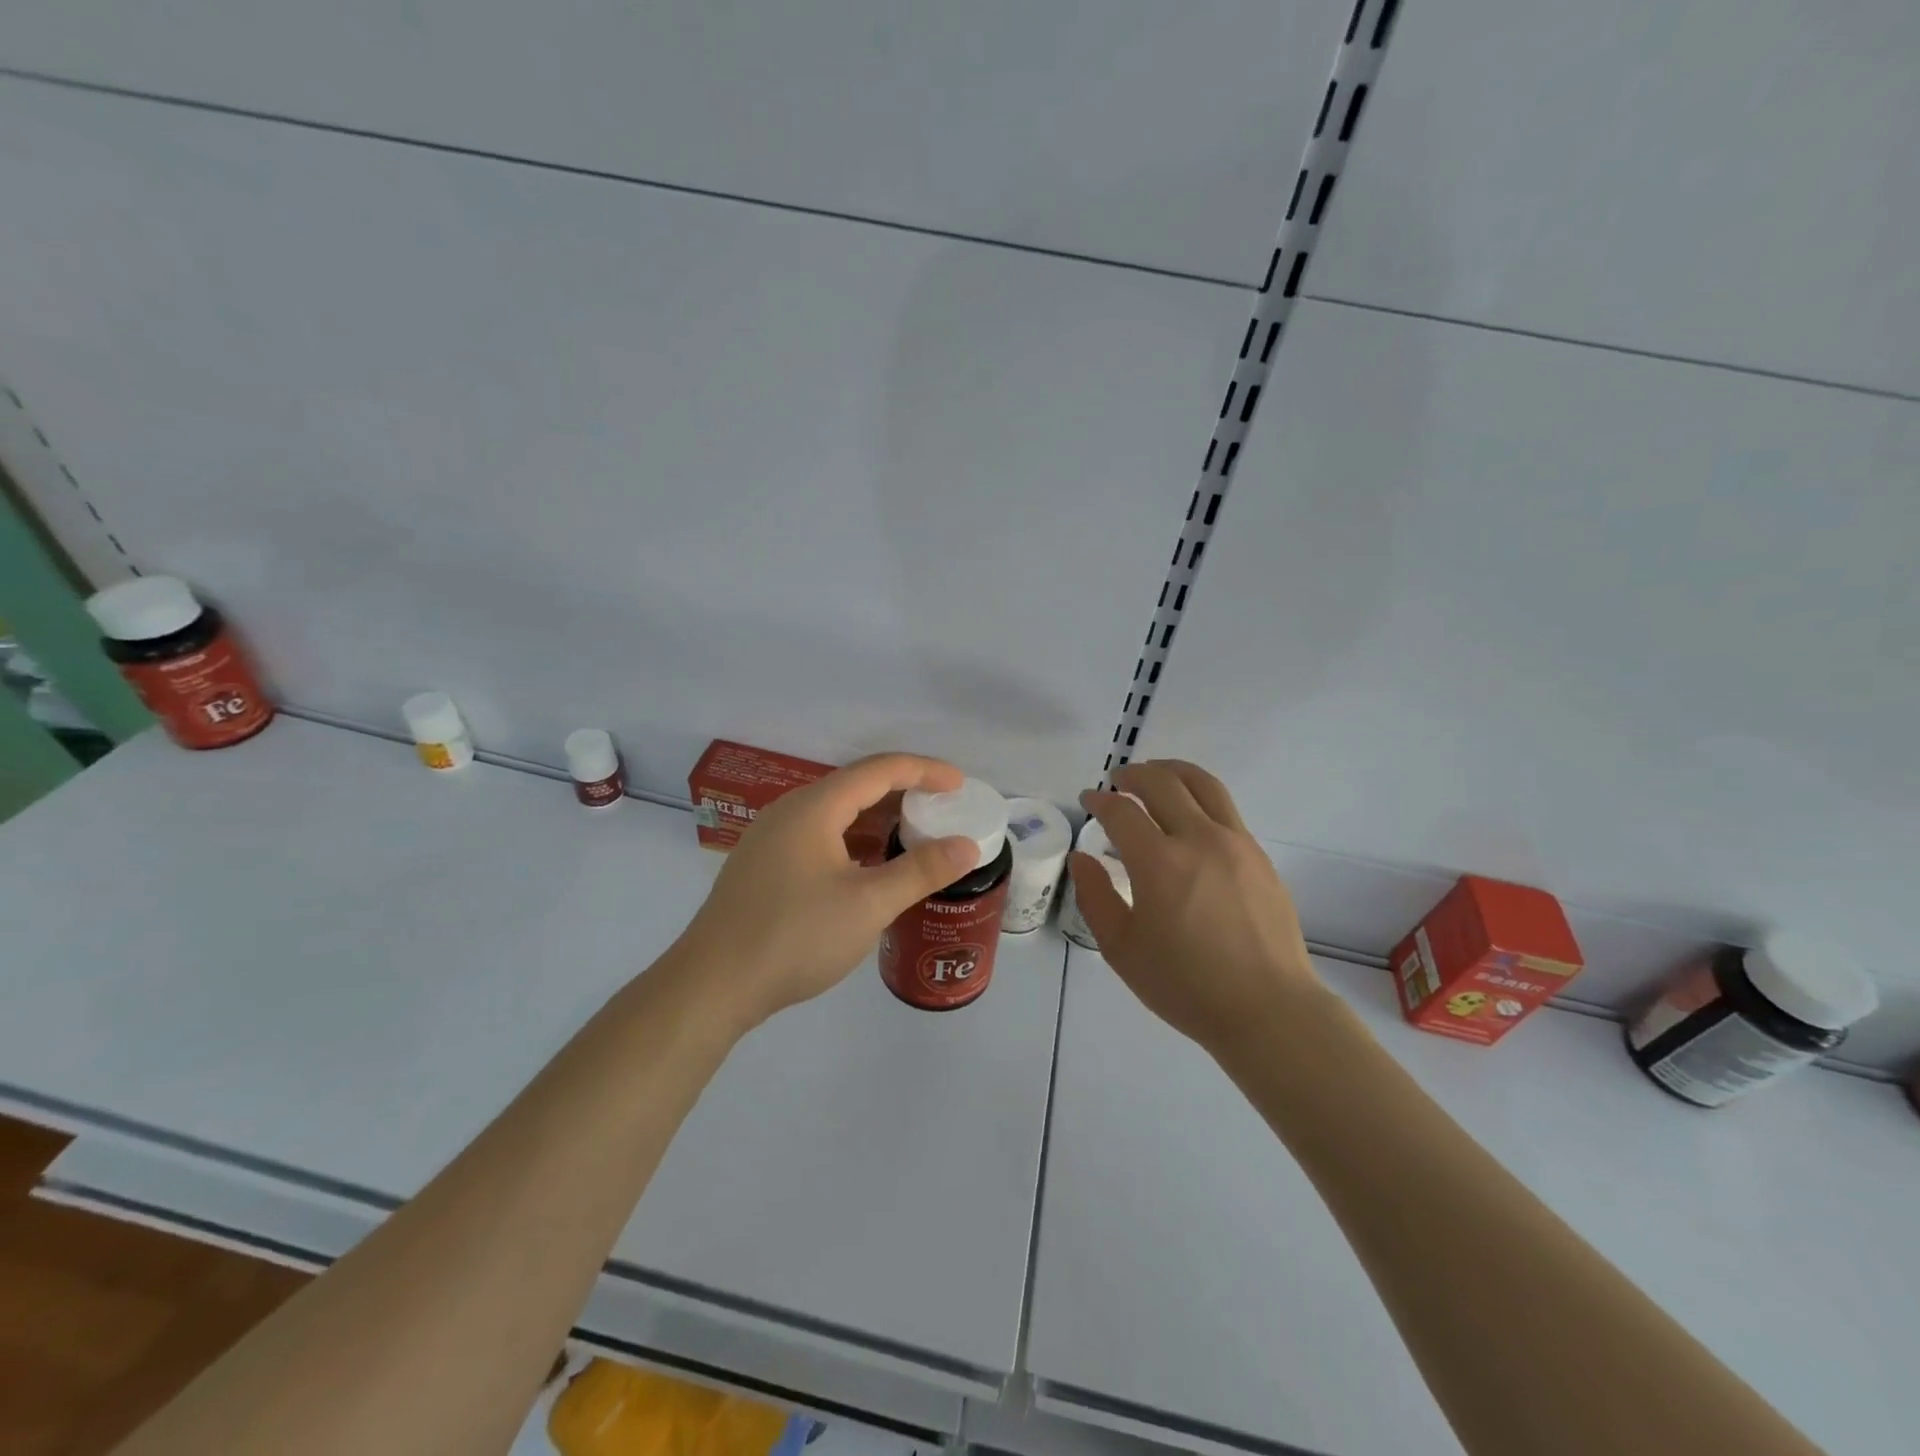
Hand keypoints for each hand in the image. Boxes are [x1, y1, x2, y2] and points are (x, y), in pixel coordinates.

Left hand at [675, 754, 980, 1033]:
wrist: (713, 985)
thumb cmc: (795, 936)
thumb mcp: (868, 904)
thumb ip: (920, 871)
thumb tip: (966, 846)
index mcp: (814, 807)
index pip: (879, 770)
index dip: (924, 771)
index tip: (959, 785)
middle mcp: (789, 812)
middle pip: (855, 787)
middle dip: (902, 795)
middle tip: (941, 812)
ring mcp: (771, 839)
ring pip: (835, 815)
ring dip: (876, 822)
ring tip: (913, 840)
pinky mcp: (763, 867)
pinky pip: (819, 838)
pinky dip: (853, 844)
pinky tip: (869, 871)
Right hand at [1072, 760, 1321, 1057]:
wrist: (1268, 1009)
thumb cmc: (1186, 985)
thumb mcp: (1122, 949)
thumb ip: (1095, 896)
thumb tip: (1083, 858)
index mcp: (1159, 862)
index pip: (1121, 811)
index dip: (1100, 800)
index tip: (1089, 800)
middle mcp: (1199, 839)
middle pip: (1162, 782)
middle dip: (1133, 774)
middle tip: (1118, 781)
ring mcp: (1236, 843)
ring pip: (1203, 784)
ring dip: (1172, 771)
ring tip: (1156, 775)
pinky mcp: (1259, 856)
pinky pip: (1226, 809)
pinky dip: (1200, 797)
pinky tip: (1191, 816)